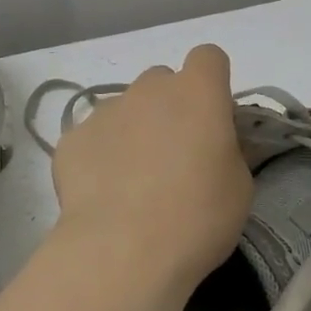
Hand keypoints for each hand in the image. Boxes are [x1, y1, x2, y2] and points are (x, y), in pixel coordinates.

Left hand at [51, 44, 252, 291]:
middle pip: (162, 81)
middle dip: (170, 107)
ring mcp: (106, 111)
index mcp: (198, 92)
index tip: (214, 118)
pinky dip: (99, 157)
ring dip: (134, 131)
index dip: (212, 82)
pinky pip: (92, 138)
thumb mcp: (239, 185)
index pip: (208, 57)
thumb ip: (229, 149)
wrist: (123, 253)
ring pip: (125, 108)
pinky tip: (104, 195)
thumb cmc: (197, 216)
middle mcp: (149, 89)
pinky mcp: (71, 140)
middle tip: (176, 154)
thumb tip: (214, 144)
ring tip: (134, 182)